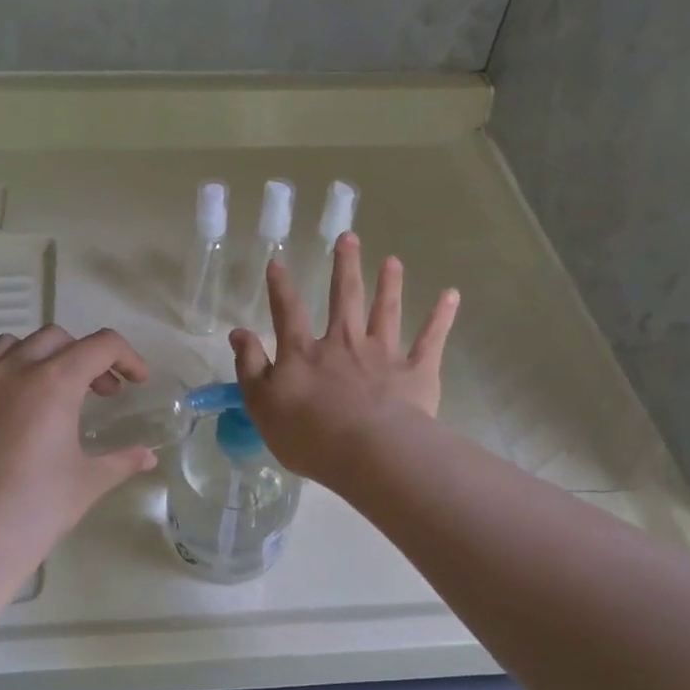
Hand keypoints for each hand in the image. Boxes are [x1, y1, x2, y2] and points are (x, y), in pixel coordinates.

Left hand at [0, 325, 157, 571]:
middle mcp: (13, 370)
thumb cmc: (36, 510)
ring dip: (42, 357)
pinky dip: (1, 375)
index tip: (136, 382)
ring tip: (53, 391)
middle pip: (58, 338)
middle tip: (100, 393)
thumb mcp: (88, 482)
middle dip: (86, 357)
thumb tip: (148, 457)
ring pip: (13, 344)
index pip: (101, 345)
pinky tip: (9, 407)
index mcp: (54, 382)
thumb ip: (122, 460)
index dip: (127, 358)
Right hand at [230, 233, 458, 481]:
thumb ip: (250, 366)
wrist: (368, 451)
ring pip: (386, 311)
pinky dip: (441, 317)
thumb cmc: (308, 434)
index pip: (288, 312)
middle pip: (344, 298)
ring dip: (390, 284)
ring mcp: (383, 354)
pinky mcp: (416, 372)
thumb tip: (238, 333)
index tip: (278, 261)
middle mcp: (344, 343)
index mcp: (305, 353)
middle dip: (344, 267)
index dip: (280, 287)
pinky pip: (430, 339)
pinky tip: (450, 295)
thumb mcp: (262, 404)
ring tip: (393, 261)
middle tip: (348, 238)